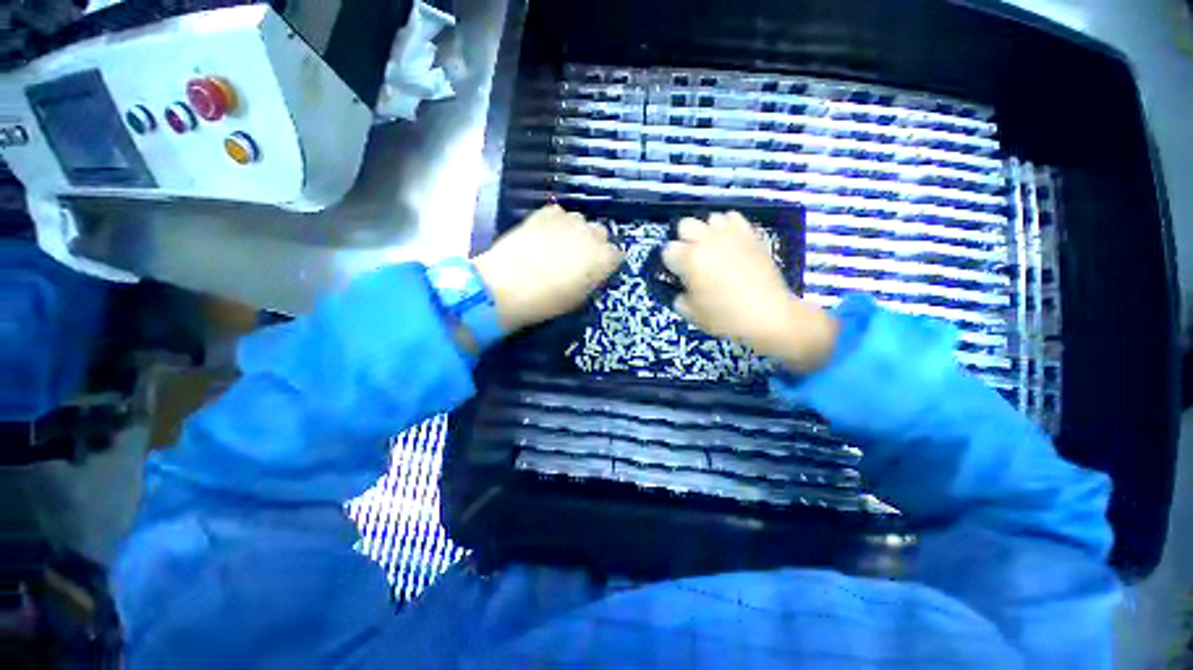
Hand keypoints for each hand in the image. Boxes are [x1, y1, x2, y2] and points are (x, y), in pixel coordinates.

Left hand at [474, 204, 622, 332]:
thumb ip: (592, 279)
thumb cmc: (548, 301)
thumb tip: (592, 271)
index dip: (607, 263)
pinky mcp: (545, 213)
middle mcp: (591, 235)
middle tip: (579, 258)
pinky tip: (545, 234)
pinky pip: (559, 213)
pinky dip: (556, 222)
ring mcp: (568, 220)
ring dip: (576, 231)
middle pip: (601, 233)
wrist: (508, 286)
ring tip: (560, 244)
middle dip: (594, 244)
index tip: (598, 270)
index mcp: (603, 259)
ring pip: (581, 221)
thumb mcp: (579, 298)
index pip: (617, 255)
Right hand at [662, 211, 839, 371]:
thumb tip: (681, 290)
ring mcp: (730, 234)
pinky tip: (731, 243)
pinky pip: (733, 218)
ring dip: (707, 232)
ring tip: (714, 249)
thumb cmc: (726, 318)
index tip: (678, 274)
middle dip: (685, 240)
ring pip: (709, 218)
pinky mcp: (750, 234)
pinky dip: (728, 227)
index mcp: (689, 260)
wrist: (769, 315)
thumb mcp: (692, 315)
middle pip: (685, 225)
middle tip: (693, 259)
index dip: (671, 263)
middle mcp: (707, 240)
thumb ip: (679, 299)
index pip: (667, 250)